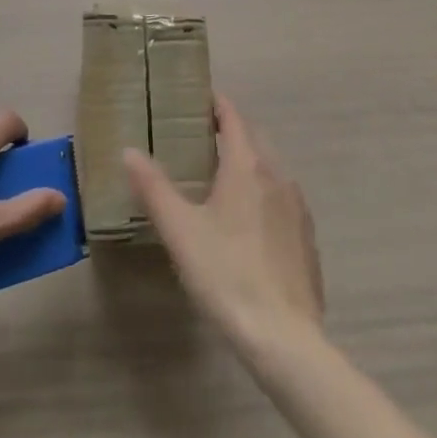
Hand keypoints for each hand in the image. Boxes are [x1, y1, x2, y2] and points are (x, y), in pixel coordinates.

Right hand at [124, 95, 323, 353]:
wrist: (284, 337)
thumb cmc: (226, 274)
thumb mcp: (180, 230)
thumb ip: (154, 187)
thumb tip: (129, 150)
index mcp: (248, 165)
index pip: (233, 117)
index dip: (216, 104)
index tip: (196, 100)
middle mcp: (277, 175)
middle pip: (254, 138)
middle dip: (231, 130)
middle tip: (201, 137)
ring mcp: (297, 206)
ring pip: (271, 167)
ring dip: (249, 161)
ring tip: (221, 176)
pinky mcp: (306, 237)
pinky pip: (282, 197)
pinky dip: (264, 191)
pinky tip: (248, 220)